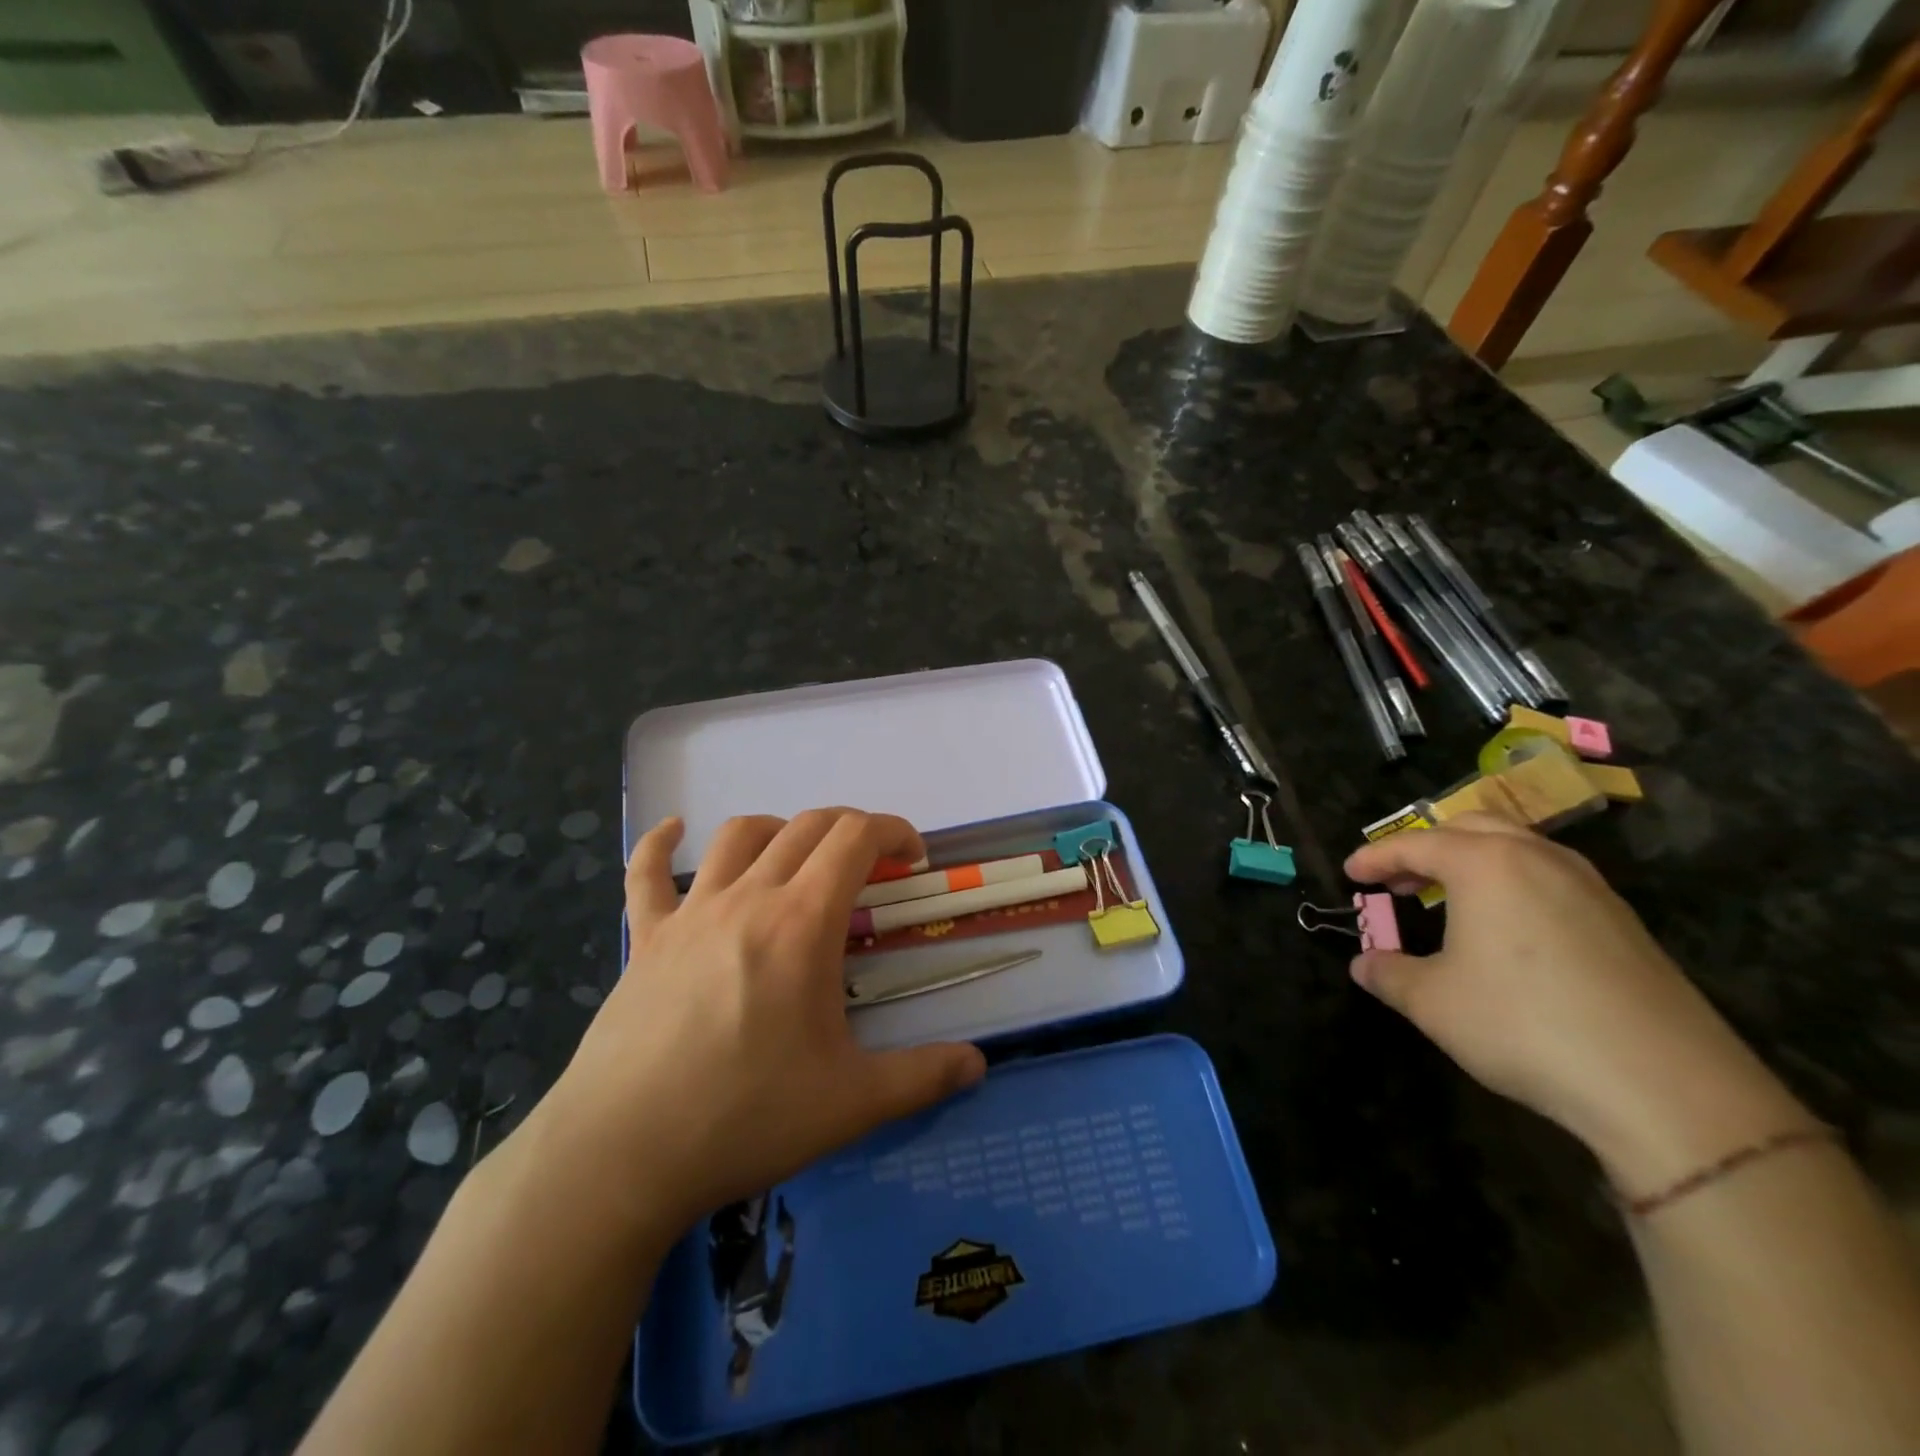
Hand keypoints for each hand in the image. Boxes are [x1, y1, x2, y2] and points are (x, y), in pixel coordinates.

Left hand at [545, 809, 985, 1236]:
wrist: (621, 1155)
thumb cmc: (744, 1119)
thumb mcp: (851, 1104)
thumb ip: (922, 1077)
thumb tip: (978, 1065)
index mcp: (802, 923)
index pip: (856, 838)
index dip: (893, 832)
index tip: (913, 858)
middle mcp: (748, 898)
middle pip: (806, 827)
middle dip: (850, 830)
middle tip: (872, 865)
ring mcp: (690, 913)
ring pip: (738, 836)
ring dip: (780, 830)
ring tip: (798, 856)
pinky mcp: (646, 939)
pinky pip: (646, 874)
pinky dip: (659, 844)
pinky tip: (672, 831)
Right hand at [1345, 814, 1808, 1195]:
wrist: (1666, 1087)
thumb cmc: (1524, 1026)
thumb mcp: (1433, 1003)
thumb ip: (1389, 974)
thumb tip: (1364, 964)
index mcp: (1485, 864)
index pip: (1415, 843)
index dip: (1375, 857)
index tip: (1350, 873)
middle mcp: (1538, 858)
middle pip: (1471, 827)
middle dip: (1427, 847)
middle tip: (1398, 880)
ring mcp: (1590, 886)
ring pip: (1519, 848)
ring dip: (1474, 861)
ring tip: (1449, 898)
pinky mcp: (1624, 922)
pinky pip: (1552, 878)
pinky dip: (1513, 884)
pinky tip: (1507, 928)